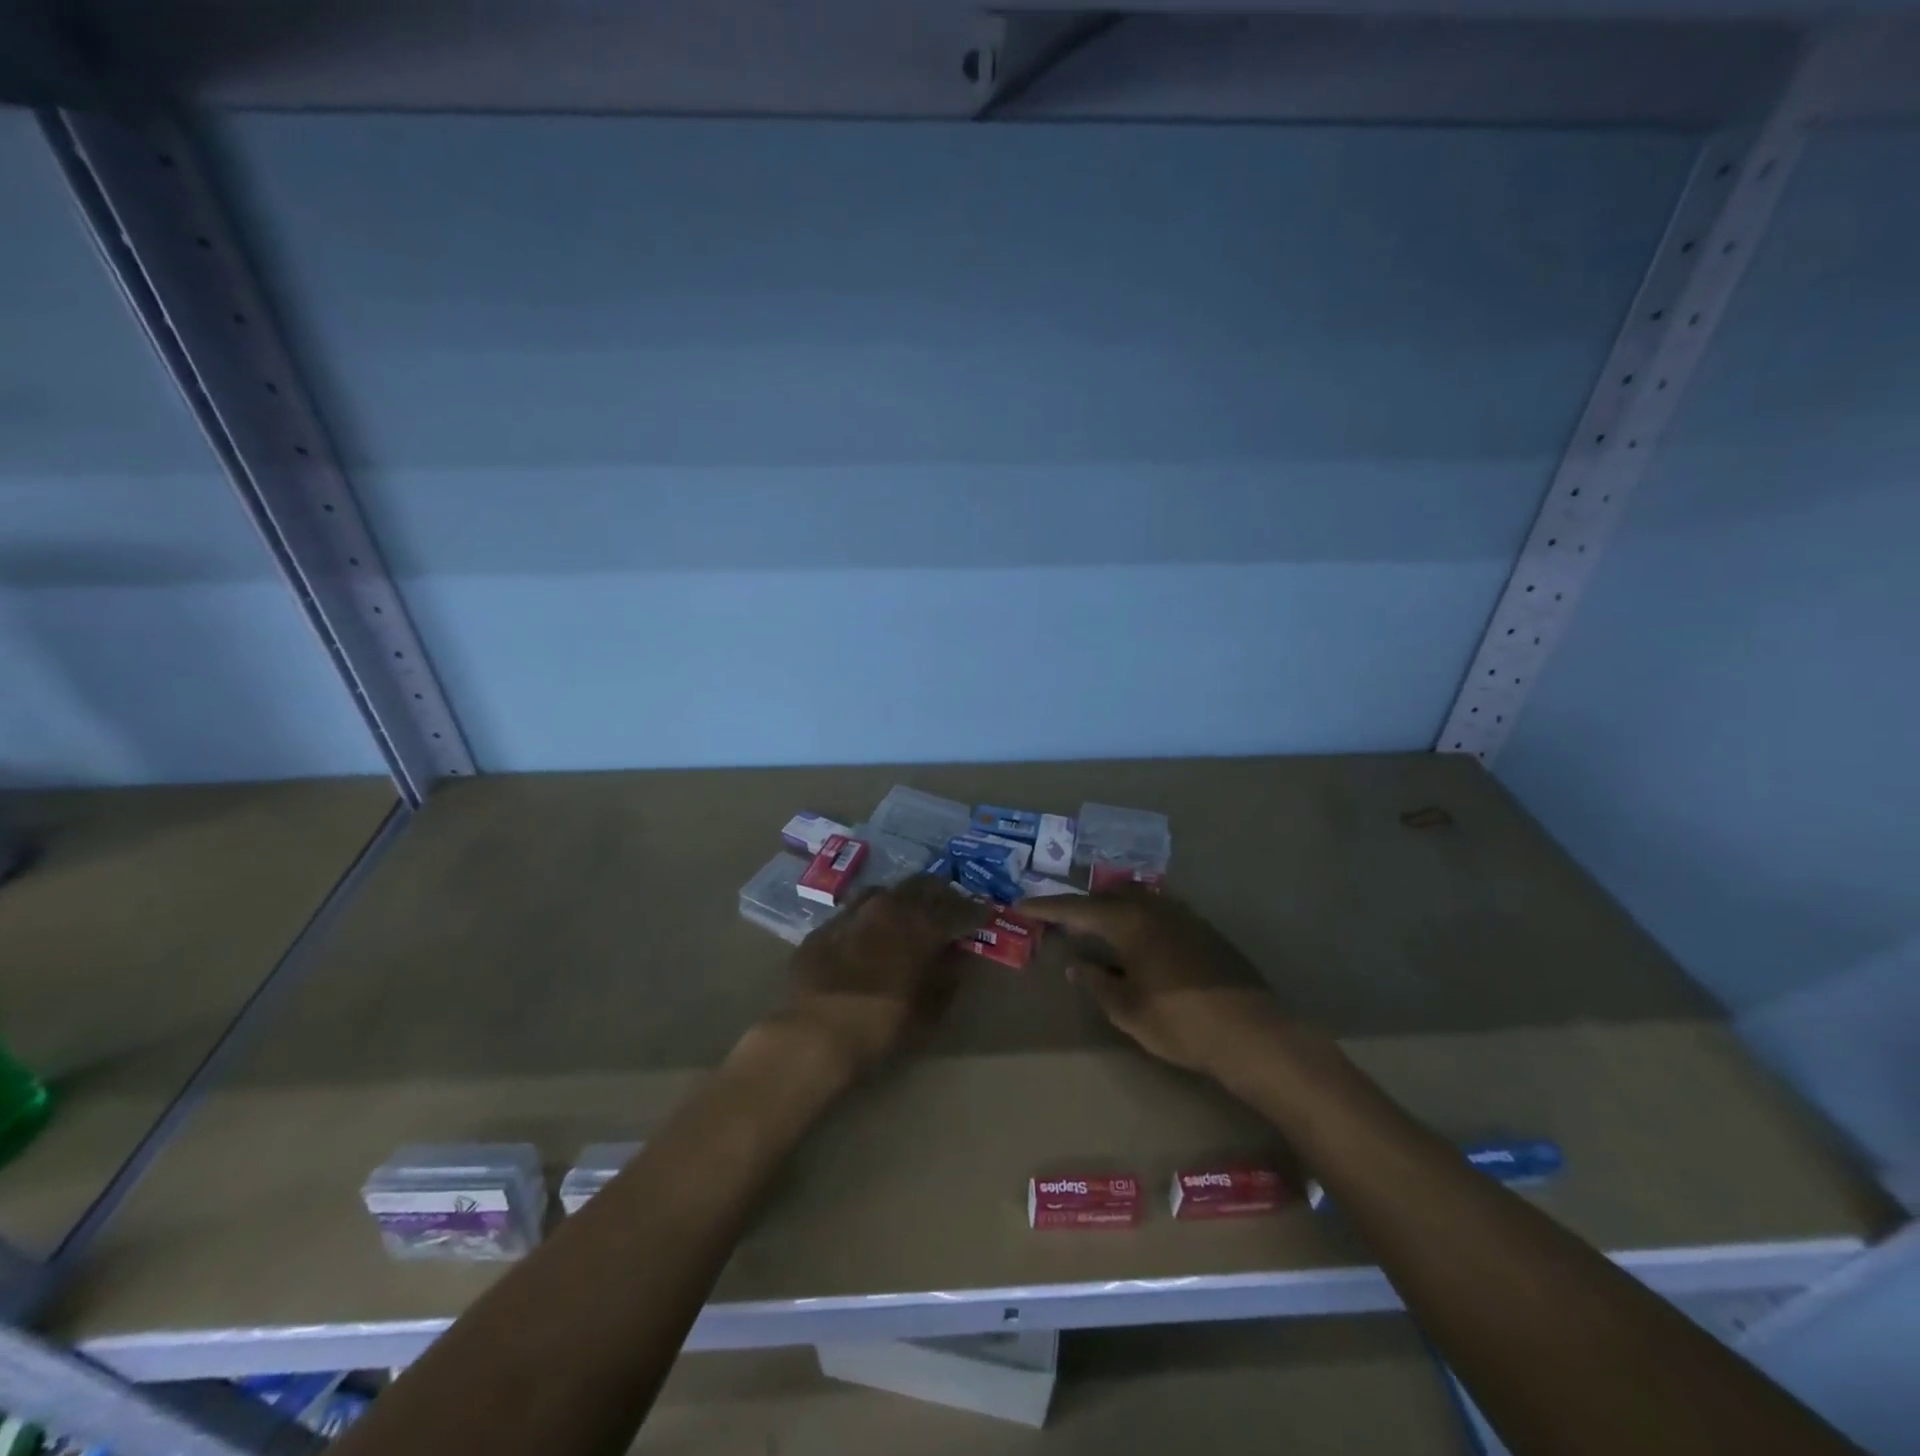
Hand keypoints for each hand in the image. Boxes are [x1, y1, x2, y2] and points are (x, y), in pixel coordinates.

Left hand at [780, 875, 988, 1076]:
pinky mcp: (826, 925)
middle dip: (942, 895)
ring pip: (888, 891)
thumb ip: (946, 979)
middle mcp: (890, 907)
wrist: (813, 1034)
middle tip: (951, 909)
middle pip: (924, 886)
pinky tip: (871, 934)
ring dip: (905, 900)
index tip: (986, 913)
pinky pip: (857, 910)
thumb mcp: (928, 1011)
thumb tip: (955, 960)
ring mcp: (854, 911)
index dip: (975, 912)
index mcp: (921, 925)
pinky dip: (872, 917)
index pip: (959, 909)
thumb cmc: (881, 1026)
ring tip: (911, 916)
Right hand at [1017, 889, 1286, 1077]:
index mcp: (1128, 921)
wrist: (1251, 1031)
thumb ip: (1096, 982)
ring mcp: (1182, 914)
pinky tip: (1137, 941)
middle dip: (1080, 905)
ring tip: (1096, 929)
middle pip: (1106, 895)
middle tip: (1059, 919)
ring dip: (1110, 909)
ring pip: (1135, 899)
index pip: (1077, 909)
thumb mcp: (1126, 1008)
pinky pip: (1157, 911)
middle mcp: (1153, 907)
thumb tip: (1075, 963)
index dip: (1047, 908)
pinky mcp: (1203, 928)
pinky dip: (1136, 918)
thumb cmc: (1179, 1022)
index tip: (1022, 905)